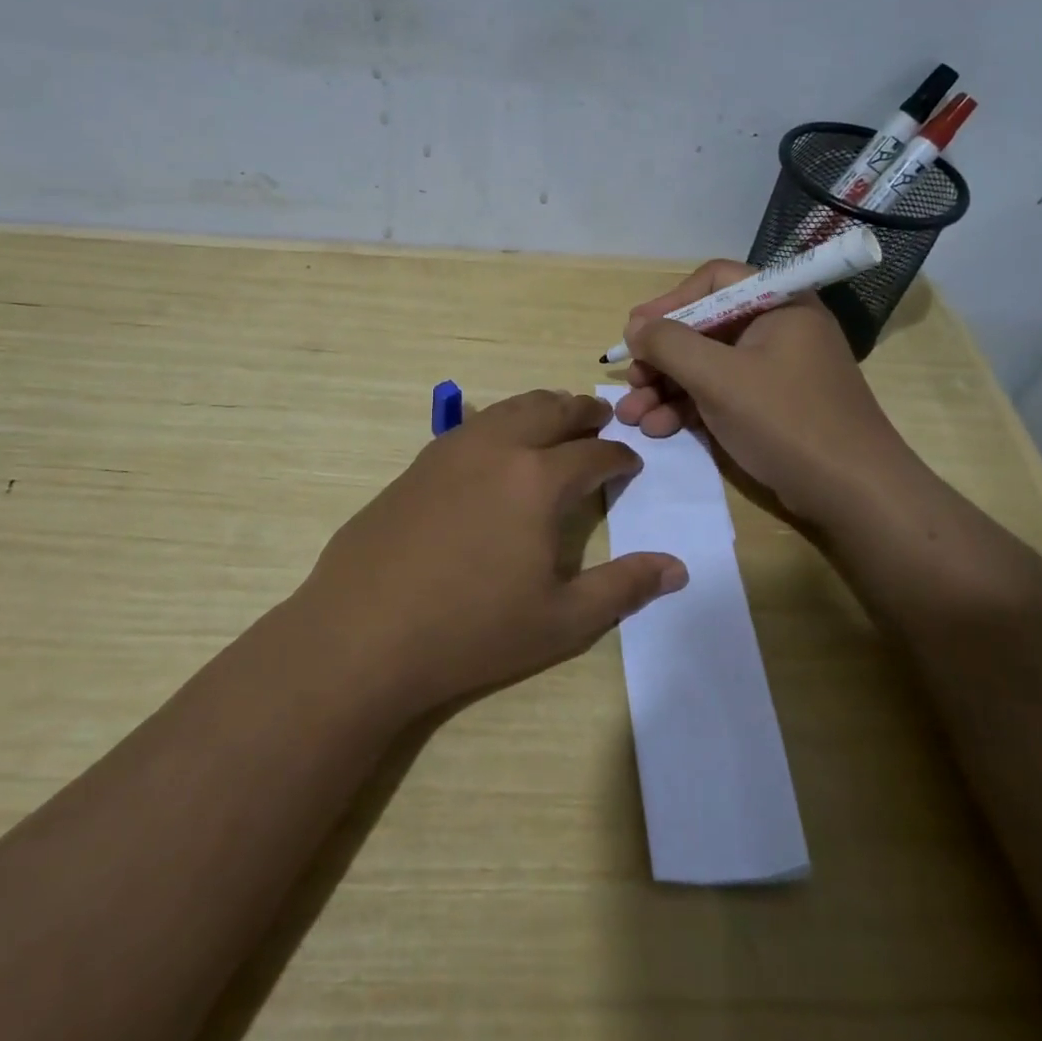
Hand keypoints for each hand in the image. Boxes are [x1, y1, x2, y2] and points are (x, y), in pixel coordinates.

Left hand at [296, 390, 687, 716]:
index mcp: (538, 480)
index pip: (593, 455)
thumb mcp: (562, 620)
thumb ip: (623, 587)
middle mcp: (497, 449)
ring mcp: (450, 451)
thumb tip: (677, 569)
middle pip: (550, 411)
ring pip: (506, 409)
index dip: (619, 457)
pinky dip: (497, 422)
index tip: (631, 462)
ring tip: (555, 416)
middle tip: (600, 417)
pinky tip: (494, 442)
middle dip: (581, 411)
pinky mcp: (417, 465)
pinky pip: (469, 426)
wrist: (364, 633)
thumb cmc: (471, 630)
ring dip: (539, 407)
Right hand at [613, 260, 917, 525]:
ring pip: (707, 365)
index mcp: (778, 304)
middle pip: (704, 327)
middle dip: (661, 358)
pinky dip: (688, 407)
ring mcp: (775, 370)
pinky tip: (659, 428)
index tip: (635, 332)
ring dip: (666, 388)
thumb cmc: (786, 421)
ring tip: (632, 416)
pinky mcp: (771, 406)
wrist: (853, 493)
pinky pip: (720, 393)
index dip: (669, 302)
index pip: (714, 281)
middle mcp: (777, 329)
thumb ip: (670, 344)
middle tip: (630, 383)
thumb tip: (635, 328)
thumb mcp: (719, 378)